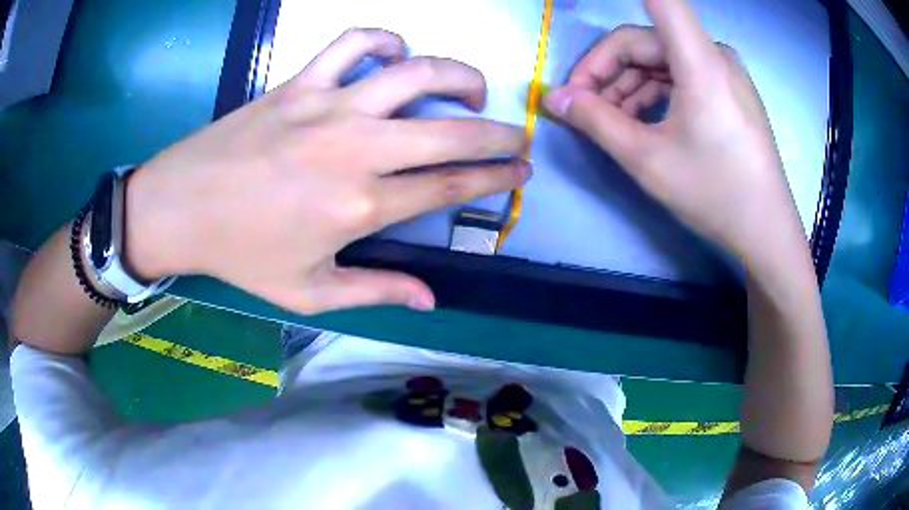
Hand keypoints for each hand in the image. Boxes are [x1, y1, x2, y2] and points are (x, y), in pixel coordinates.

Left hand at [125, 28, 529, 313]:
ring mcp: (327, 107)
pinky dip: (384, 39)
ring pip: (415, 74)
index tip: (521, 172)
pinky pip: (353, 43)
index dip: (495, 178)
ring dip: (459, 76)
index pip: (450, 187)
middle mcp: (355, 150)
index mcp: (360, 207)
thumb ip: (376, 292)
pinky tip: (396, 52)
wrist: (181, 208)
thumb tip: (432, 299)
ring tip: (473, 88)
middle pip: (451, 132)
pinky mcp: (300, 82)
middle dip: (500, 134)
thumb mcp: (309, 292)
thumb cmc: (241, 254)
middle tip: (520, 135)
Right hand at [544, 0, 804, 268]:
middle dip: (607, 71)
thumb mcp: (647, 160)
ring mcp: (723, 72)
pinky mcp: (728, 90)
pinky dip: (654, 93)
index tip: (583, 3)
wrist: (767, 230)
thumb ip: (596, 121)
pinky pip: (680, 76)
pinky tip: (641, 123)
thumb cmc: (715, 194)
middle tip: (582, 107)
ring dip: (628, 86)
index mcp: (700, 61)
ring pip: (660, 61)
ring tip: (609, 124)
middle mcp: (713, 54)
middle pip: (644, 41)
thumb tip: (554, 98)